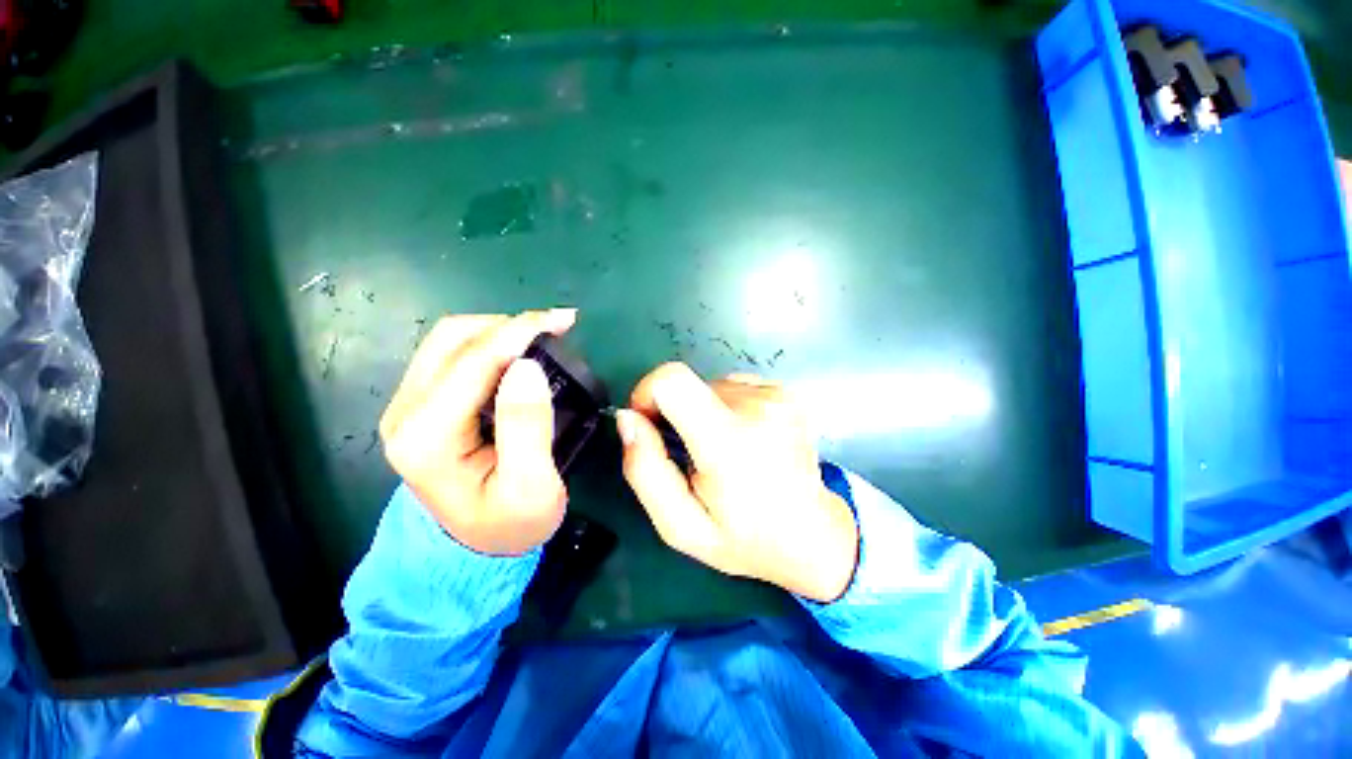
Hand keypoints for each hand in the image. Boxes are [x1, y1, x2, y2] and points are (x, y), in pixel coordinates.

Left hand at [379, 309, 575, 554]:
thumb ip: (527, 426)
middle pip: (452, 340)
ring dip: (500, 330)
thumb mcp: (532, 487)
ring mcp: (409, 407)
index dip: (520, 332)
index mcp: (427, 438)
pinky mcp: (423, 405)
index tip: (564, 320)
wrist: (479, 546)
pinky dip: (491, 343)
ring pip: (450, 341)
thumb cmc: (511, 522)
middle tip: (558, 327)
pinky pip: (453, 355)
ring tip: (544, 335)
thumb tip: (527, 365)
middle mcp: (405, 414)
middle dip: (509, 324)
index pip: (473, 363)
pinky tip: (521, 350)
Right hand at [616, 364, 858, 602]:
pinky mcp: (786, 393)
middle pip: (690, 385)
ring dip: (707, 413)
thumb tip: (628, 418)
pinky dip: (729, 408)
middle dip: (679, 414)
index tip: (649, 422)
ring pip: (712, 386)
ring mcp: (777, 396)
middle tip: (694, 455)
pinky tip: (745, 439)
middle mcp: (757, 408)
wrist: (815, 536)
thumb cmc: (745, 538)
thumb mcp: (681, 526)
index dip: (647, 392)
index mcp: (728, 442)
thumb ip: (645, 470)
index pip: (672, 381)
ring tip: (725, 451)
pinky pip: (736, 387)